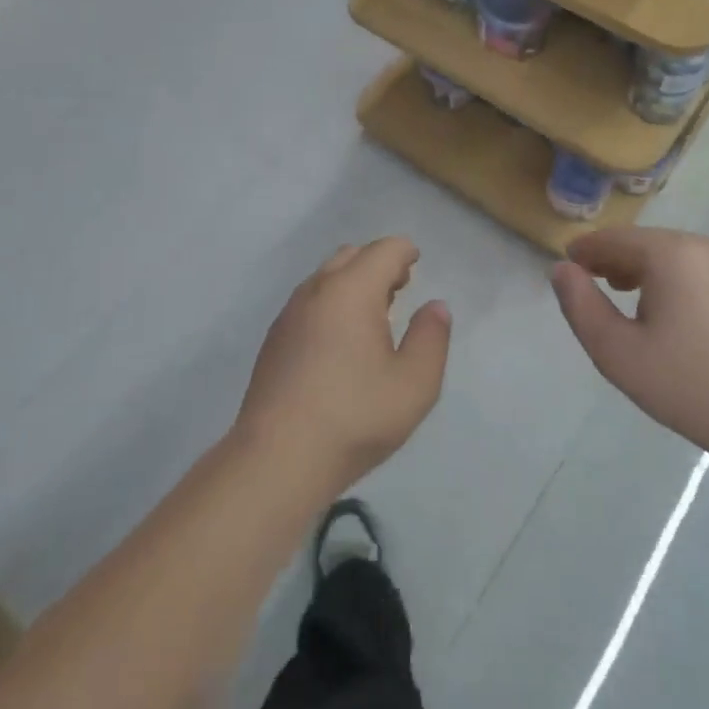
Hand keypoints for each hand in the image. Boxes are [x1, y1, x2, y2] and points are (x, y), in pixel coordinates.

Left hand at [236, 239, 451, 496]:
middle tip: (399, 288)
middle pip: (351, 256)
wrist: (277, 458)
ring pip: (325, 278)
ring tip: (373, 314)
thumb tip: (435, 306)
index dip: (405, 252)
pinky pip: (308, 302)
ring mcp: (289, 314)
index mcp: (351, 290)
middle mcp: (316, 290)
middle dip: (378, 263)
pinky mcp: (274, 339)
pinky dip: (330, 303)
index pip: (383, 250)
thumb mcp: (415, 383)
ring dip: (352, 282)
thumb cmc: (355, 417)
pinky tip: (340, 341)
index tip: (416, 262)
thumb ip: (431, 337)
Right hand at [551, 229, 708, 474]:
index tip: (569, 264)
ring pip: (686, 267)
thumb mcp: (616, 352)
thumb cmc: (690, 386)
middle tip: (597, 282)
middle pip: (653, 246)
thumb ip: (580, 305)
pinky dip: (688, 296)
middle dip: (619, 260)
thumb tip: (563, 269)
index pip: (616, 238)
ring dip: (654, 278)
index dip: (587, 250)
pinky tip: (687, 332)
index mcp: (673, 255)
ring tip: (636, 304)